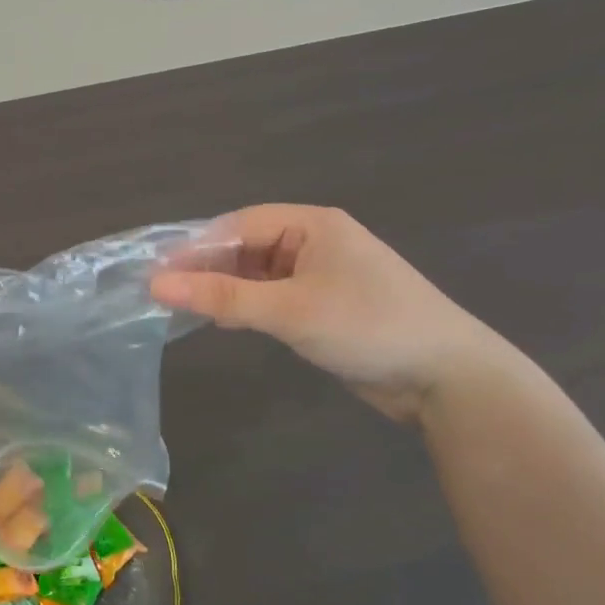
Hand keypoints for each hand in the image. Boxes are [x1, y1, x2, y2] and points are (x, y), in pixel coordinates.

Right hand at [151, 206, 510, 421]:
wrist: (448, 379)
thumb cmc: (369, 327)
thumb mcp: (289, 310)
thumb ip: (222, 297)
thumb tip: (156, 285)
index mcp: (311, 225)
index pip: (238, 225)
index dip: (195, 246)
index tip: (155, 271)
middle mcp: (313, 242)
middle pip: (245, 247)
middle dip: (207, 268)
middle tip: (163, 292)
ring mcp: (319, 275)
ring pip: (255, 274)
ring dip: (224, 289)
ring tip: (183, 307)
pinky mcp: (322, 306)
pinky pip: (271, 297)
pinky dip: (246, 307)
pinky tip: (223, 321)